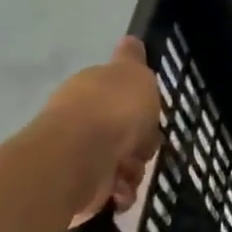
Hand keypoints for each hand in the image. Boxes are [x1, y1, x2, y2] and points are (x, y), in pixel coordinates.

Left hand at [41, 37, 162, 225]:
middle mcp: (83, 120)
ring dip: (134, 170)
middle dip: (142, 142)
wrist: (80, 157)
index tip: (151, 112)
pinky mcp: (79, 186)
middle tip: (144, 145)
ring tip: (128, 170)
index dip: (140, 103)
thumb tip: (129, 40)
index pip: (120, 94)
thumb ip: (133, 61)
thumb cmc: (113, 110)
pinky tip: (120, 190)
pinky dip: (121, 192)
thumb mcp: (134, 74)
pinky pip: (113, 190)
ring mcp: (80, 154)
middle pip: (127, 132)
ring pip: (124, 162)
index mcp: (92, 89)